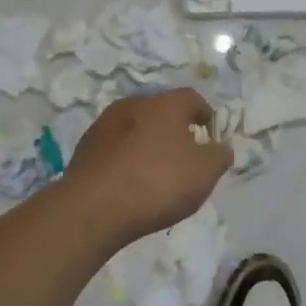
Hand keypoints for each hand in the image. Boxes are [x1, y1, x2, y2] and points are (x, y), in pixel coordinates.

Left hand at [63, 90, 231, 249]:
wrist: (94, 207)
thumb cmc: (158, 182)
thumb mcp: (204, 173)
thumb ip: (219, 156)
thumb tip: (221, 148)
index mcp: (166, 105)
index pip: (192, 98)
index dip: (204, 114)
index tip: (208, 134)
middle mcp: (135, 104)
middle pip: (161, 110)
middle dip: (173, 128)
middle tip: (182, 153)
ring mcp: (105, 124)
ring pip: (134, 127)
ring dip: (146, 142)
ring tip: (153, 170)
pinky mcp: (85, 147)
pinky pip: (114, 147)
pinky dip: (124, 158)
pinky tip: (128, 181)